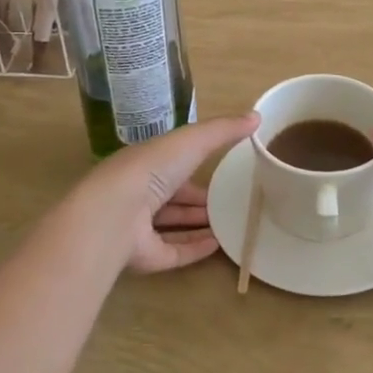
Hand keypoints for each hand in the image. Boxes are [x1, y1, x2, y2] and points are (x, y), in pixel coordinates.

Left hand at [86, 114, 259, 274]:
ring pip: (172, 225)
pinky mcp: (144, 256)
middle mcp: (139, 195)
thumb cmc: (151, 169)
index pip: (172, 164)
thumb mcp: (192, 140)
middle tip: (230, 202)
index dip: (195, 166)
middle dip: (198, 200)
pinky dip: (195, 249)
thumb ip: (223, 130)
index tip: (223, 170)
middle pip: (173, 197)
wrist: (115, 214)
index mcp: (145, 164)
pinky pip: (173, 252)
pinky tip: (218, 246)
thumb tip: (257, 115)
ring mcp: (139, 228)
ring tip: (230, 223)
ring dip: (198, 224)